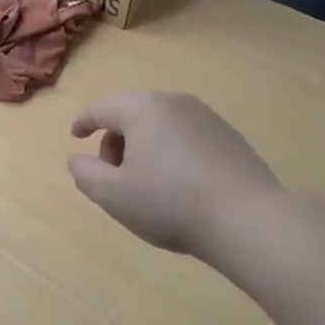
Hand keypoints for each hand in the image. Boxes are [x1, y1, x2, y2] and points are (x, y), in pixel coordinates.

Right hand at [68, 92, 284, 261]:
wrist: (249, 220)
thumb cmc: (170, 203)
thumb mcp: (113, 195)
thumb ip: (85, 174)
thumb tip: (79, 159)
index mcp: (143, 109)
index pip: (102, 107)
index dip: (84, 121)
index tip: (75, 135)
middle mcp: (176, 103)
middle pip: (133, 113)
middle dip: (116, 139)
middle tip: (113, 174)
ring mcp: (208, 119)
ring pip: (162, 125)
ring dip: (145, 147)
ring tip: (146, 183)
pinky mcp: (231, 139)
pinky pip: (187, 138)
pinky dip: (172, 153)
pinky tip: (180, 186)